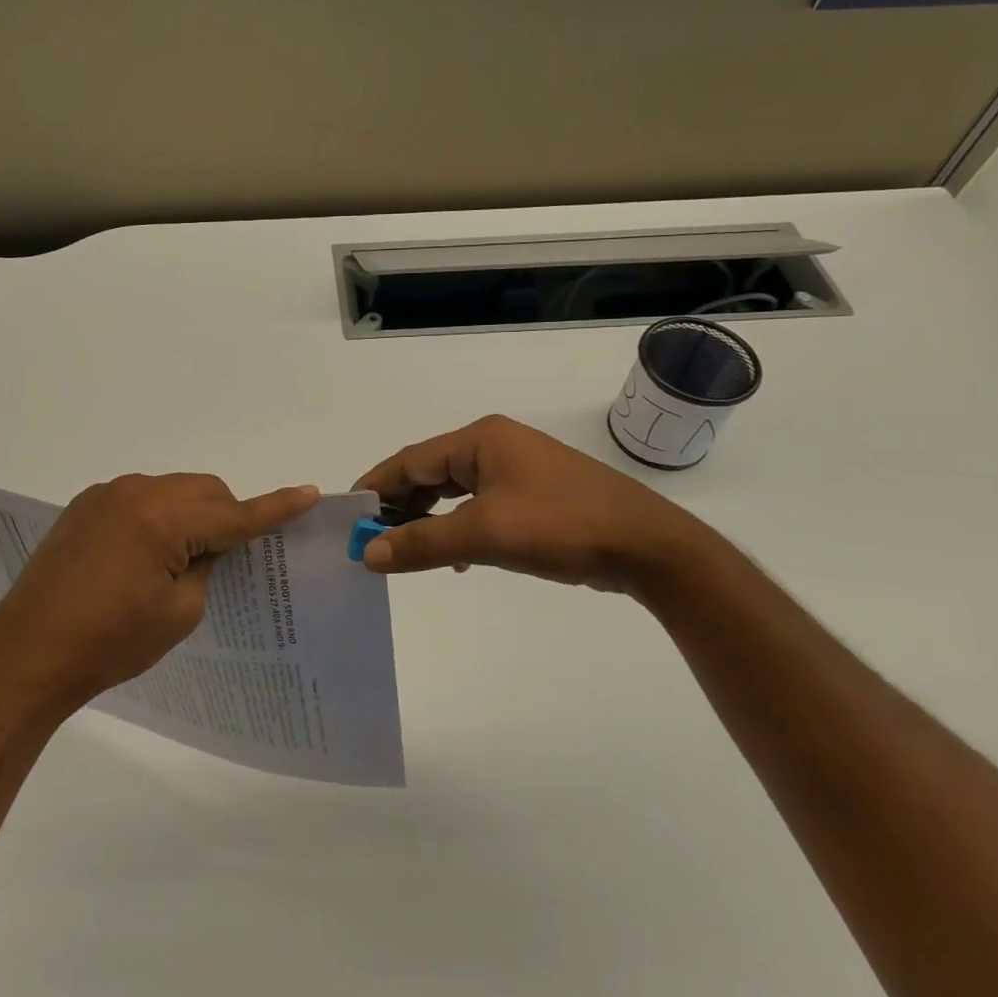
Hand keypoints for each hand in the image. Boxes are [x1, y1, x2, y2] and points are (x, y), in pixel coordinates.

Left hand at [0, 474, 319, 715]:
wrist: (28, 654)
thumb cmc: (110, 642)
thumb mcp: (179, 612)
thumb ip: (206, 567)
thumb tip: (206, 547)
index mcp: (164, 518)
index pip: (235, 513)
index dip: (275, 508)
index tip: (309, 494)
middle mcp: (136, 492)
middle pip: (204, 491)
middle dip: (225, 517)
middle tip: (228, 558)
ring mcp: (106, 495)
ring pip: (172, 491)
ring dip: (189, 516)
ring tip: (180, 560)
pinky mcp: (84, 507)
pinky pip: (140, 500)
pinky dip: (157, 517)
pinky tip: (143, 556)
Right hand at [352, 415, 710, 592]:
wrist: (648, 546)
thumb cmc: (561, 527)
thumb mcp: (484, 534)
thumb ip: (422, 543)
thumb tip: (368, 554)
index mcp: (480, 439)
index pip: (411, 460)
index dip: (376, 488)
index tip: (348, 519)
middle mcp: (496, 445)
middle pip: (430, 472)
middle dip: (401, 506)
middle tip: (372, 540)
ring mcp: (518, 470)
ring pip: (455, 491)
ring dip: (429, 519)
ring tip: (405, 550)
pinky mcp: (535, 495)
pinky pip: (480, 505)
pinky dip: (459, 527)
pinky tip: (455, 557)